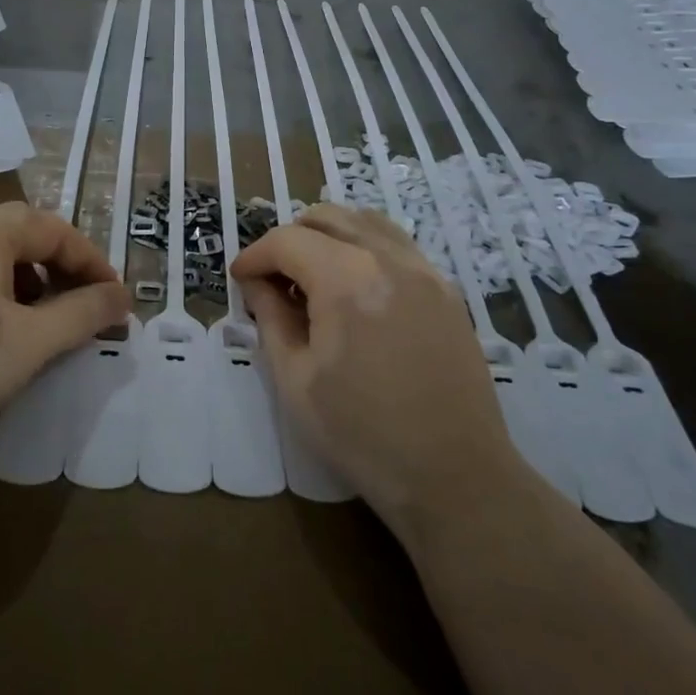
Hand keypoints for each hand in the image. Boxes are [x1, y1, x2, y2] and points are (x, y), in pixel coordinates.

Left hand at [0, 203, 130, 491]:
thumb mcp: (33, 342)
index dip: (93, 263)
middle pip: (25, 233)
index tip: (116, 301)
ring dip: (32, 278)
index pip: (56, 231)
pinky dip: (0, 291)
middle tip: (87, 301)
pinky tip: (1, 328)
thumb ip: (84, 313)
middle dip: (63, 265)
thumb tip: (124, 297)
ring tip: (48, 317)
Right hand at [231, 205, 521, 535]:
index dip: (255, 256)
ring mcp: (425, 271)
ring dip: (329, 235)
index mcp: (347, 280)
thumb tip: (257, 285)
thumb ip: (270, 319)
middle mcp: (389, 259)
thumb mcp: (295, 380)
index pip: (287, 241)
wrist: (455, 477)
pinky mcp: (446, 290)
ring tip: (312, 274)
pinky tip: (354, 286)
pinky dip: (364, 246)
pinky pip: (396, 244)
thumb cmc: (362, 434)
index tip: (240, 279)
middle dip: (289, 239)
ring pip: (365, 221)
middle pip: (327, 218)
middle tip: (272, 278)